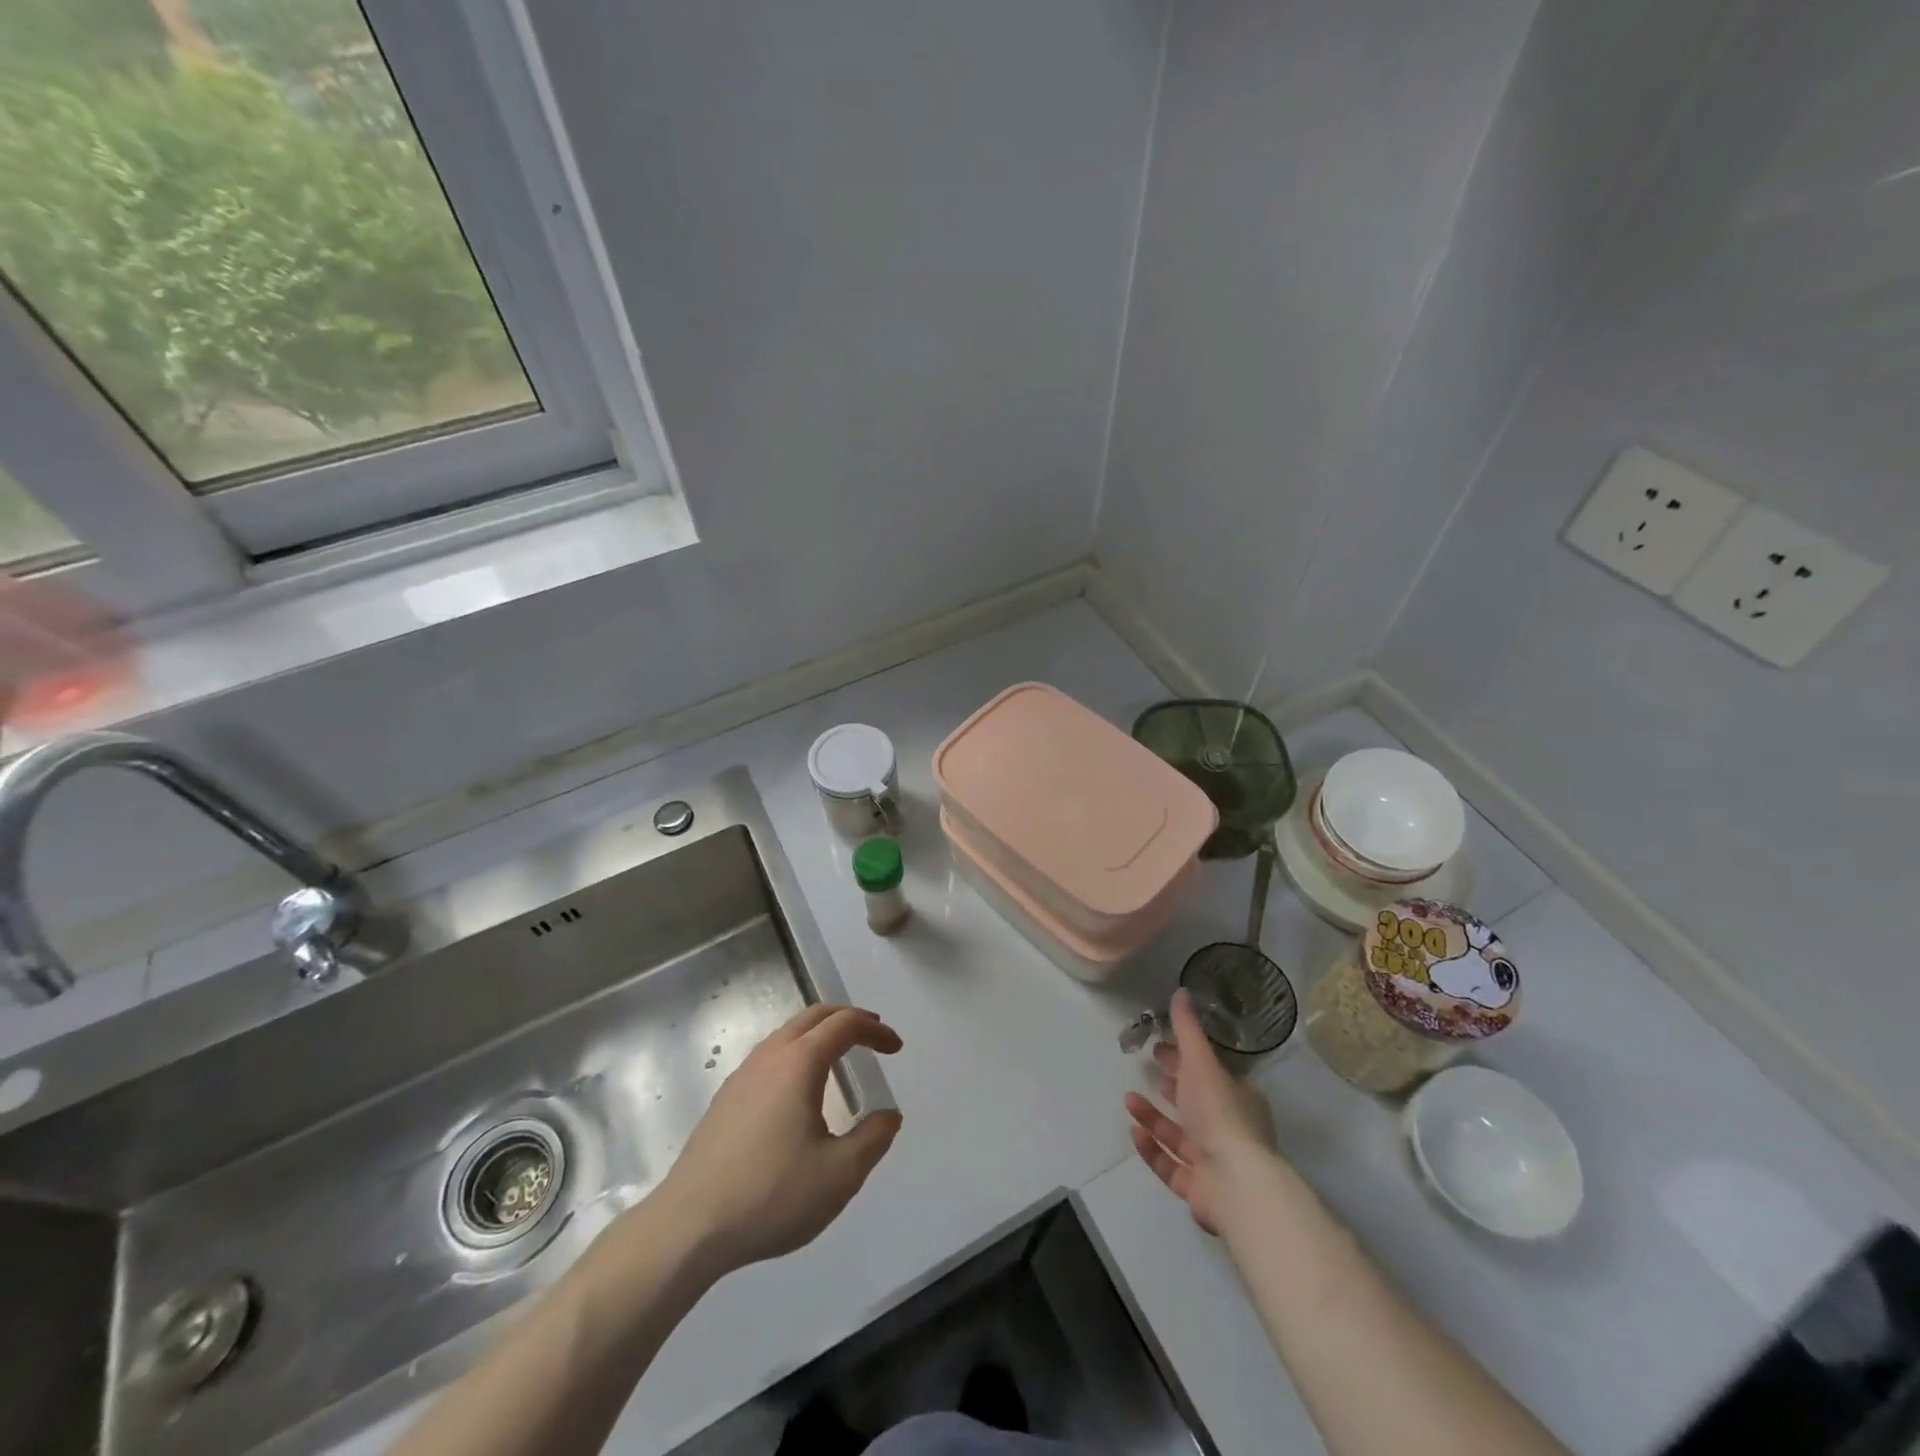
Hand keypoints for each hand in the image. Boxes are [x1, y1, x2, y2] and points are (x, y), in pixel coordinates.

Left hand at [657, 1004, 902, 1275]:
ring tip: (840, 1056)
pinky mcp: (725, 1099)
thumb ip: (873, 1139)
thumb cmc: (771, 1195)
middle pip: (815, 1016)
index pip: (845, 1024)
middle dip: (848, 1018)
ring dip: (820, 1033)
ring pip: (788, 1033)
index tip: (896, 1047)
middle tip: (873, 1035)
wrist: (688, 1227)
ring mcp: (742, 1075)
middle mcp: (770, 1057)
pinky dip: (797, 1052)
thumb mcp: (839, 1175)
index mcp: (799, 1063)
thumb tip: (889, 1116)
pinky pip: (770, 1055)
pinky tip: (799, 1090)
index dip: (875, 1029)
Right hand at [1124, 989, 1278, 1234]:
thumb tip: (1180, 991)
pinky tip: (1133, 1131)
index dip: (1183, 1059)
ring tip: (1128, 1098)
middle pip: (1195, 1104)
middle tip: (1146, 1067)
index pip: (1208, 1074)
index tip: (1158, 1046)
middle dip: (1171, 1085)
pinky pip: (1170, 1164)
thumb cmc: (1220, 1114)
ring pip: (1179, 1135)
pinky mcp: (1198, 1189)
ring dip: (1153, 1116)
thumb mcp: (1201, 1062)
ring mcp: (1215, 1163)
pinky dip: (1151, 1147)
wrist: (1235, 1182)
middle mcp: (1229, 1130)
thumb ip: (1187, 1029)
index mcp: (1238, 1099)